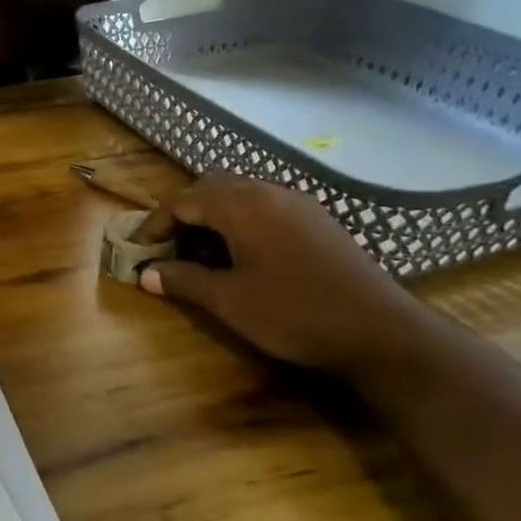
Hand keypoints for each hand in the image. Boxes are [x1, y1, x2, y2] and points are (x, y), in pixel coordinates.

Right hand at [132, 174, 448, 380]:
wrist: (382, 332)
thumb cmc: (295, 313)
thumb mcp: (229, 301)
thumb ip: (183, 281)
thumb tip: (146, 274)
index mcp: (242, 205)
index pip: (183, 201)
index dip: (155, 224)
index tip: (138, 250)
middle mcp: (269, 192)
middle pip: (211, 189)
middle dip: (182, 215)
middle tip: (167, 247)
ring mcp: (298, 204)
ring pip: (240, 196)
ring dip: (212, 218)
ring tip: (200, 254)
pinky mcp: (318, 221)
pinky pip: (265, 207)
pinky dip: (240, 222)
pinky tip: (242, 256)